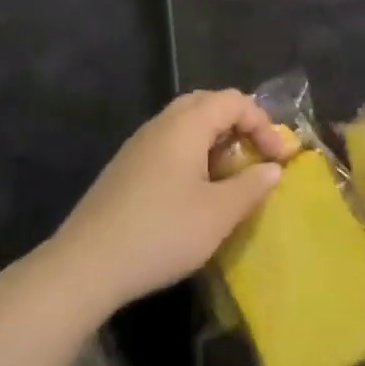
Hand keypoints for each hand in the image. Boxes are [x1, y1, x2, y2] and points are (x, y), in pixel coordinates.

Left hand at [44, 91, 289, 316]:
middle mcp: (162, 123)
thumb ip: (251, 186)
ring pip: (186, 123)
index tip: (279, 160)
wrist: (85, 264)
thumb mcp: (217, 214)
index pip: (234, 101)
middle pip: (208, 104)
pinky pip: (169, 143)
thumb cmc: (161, 232)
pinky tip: (195, 191)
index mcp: (187, 124)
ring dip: (215, 140)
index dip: (263, 124)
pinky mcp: (125, 166)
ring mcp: (139, 143)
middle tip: (254, 157)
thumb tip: (272, 169)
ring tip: (229, 176)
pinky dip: (192, 154)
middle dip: (238, 125)